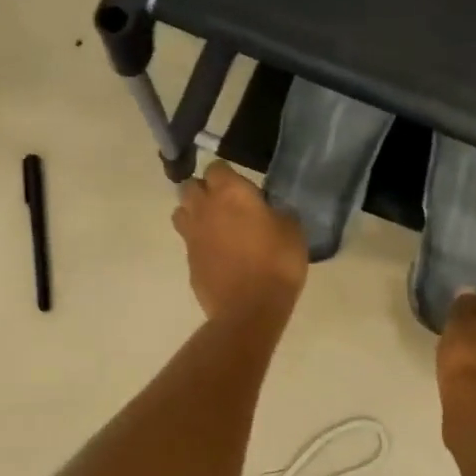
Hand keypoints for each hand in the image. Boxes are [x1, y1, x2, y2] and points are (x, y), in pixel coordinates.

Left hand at [173, 162, 308, 323]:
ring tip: (215, 226)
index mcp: (230, 192)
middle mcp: (204, 207)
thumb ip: (278, 213)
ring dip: (195, 213)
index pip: (217, 167)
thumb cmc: (277, 263)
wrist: (250, 309)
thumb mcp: (293, 231)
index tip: (242, 187)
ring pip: (181, 211)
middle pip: (191, 186)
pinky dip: (199, 242)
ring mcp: (192, 235)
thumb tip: (271, 211)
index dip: (228, 175)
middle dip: (204, 190)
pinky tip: (217, 254)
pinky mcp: (188, 260)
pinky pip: (188, 241)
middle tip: (226, 205)